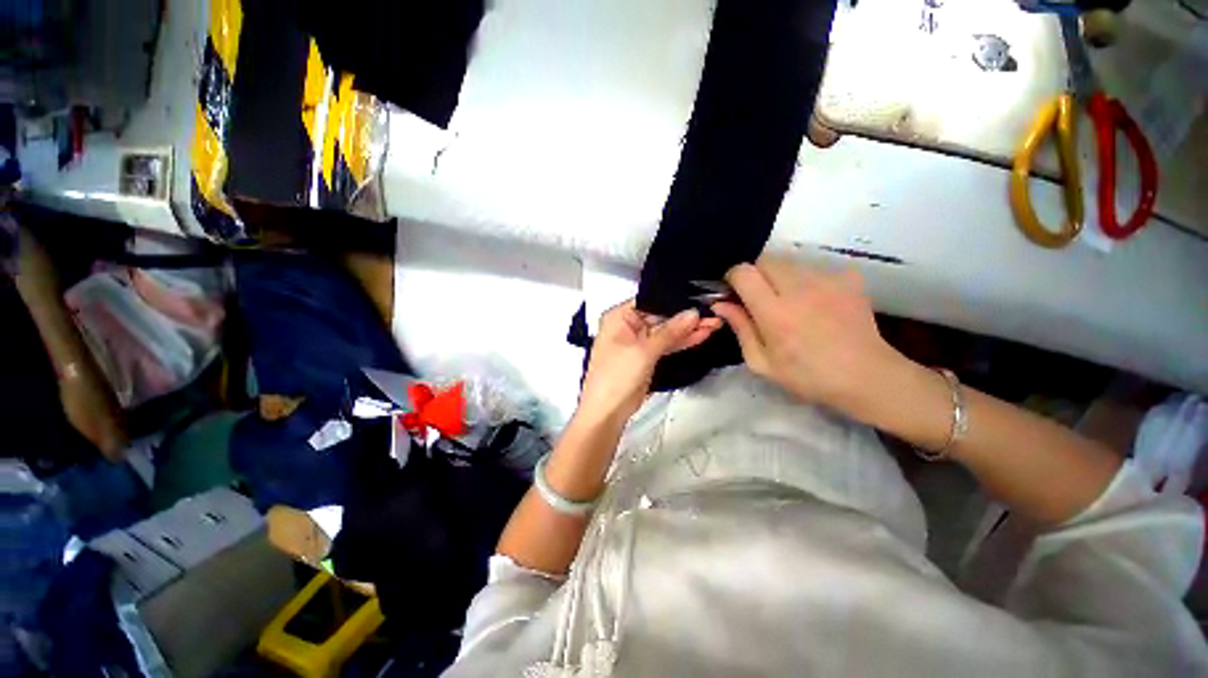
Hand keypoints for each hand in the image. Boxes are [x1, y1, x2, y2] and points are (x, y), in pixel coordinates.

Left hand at [578, 300, 721, 423]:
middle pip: (660, 317)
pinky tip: (701, 335)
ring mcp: (638, 342)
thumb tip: (693, 313)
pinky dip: (682, 342)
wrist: (607, 412)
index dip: (674, 301)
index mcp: (619, 317)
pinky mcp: (647, 357)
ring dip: (688, 330)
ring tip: (714, 323)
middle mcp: (628, 326)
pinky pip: (666, 345)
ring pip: (666, 332)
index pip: (651, 301)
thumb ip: (670, 331)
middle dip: (685, 317)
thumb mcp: (644, 350)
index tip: (699, 299)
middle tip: (713, 314)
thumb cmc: (616, 376)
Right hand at [711, 257, 901, 414]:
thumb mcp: (761, 362)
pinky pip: (815, 268)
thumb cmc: (807, 376)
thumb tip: (720, 303)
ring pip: (789, 262)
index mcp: (775, 312)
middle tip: (759, 297)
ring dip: (779, 276)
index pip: (744, 273)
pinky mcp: (848, 278)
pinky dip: (806, 279)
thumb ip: (740, 328)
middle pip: (765, 260)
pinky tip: (814, 301)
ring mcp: (827, 280)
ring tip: (789, 301)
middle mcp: (799, 288)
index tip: (733, 292)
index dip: (733, 278)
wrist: (867, 377)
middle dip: (755, 274)